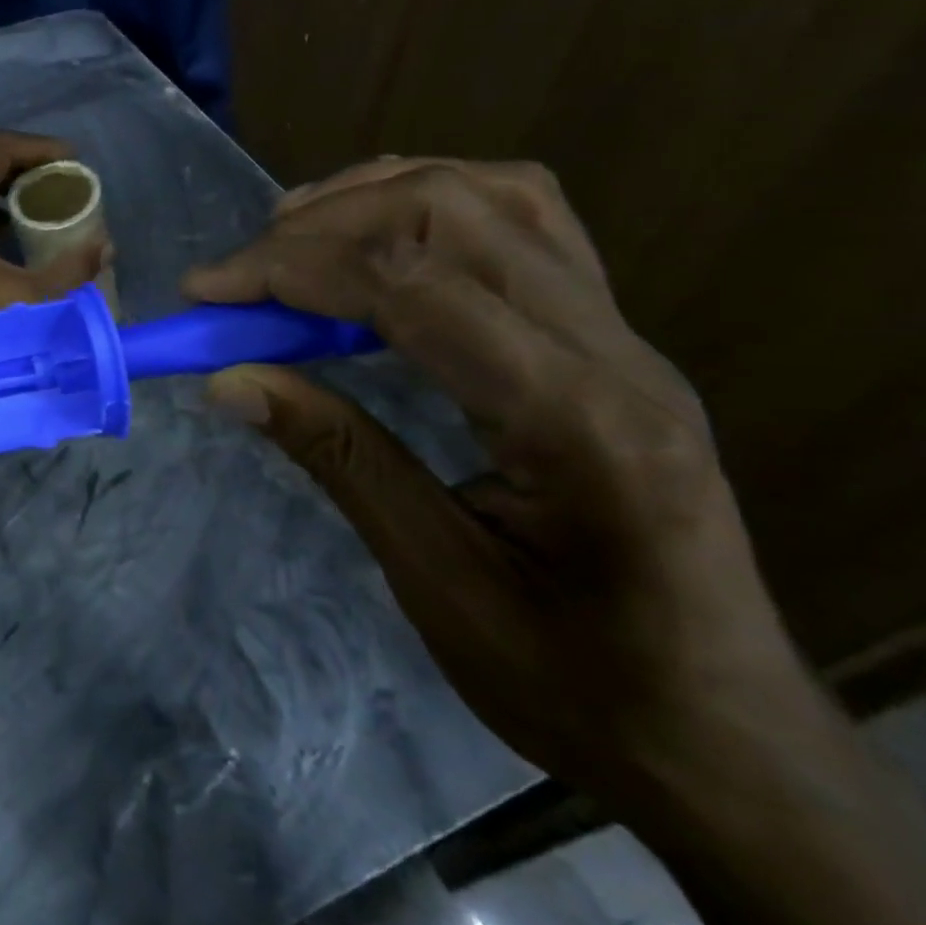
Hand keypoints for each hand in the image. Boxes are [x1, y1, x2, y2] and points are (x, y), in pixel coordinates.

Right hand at [184, 159, 805, 805]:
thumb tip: (227, 379)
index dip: (293, 269)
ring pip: (493, 194)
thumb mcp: (436, 581)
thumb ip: (336, 457)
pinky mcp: (609, 333)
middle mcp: (612, 349)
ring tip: (295, 235)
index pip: (412, 283)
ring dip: (375, 196)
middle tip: (242, 274)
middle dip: (322, 225)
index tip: (206, 290)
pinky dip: (429, 205)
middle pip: (451, 212)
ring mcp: (622, 332)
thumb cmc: (575, 681)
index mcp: (577, 420)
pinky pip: (520, 219)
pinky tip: (378, 240)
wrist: (719, 730)